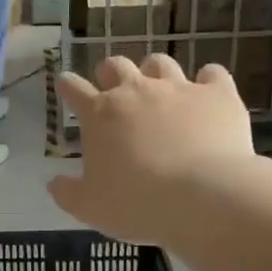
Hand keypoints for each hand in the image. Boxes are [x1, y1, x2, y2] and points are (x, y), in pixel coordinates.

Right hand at [47, 54, 257, 247]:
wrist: (204, 197)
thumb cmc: (137, 203)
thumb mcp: (90, 207)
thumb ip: (67, 193)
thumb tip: (54, 182)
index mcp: (100, 115)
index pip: (74, 89)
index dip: (67, 85)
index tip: (65, 82)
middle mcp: (136, 91)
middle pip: (116, 65)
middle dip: (110, 72)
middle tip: (112, 86)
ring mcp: (179, 88)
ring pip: (160, 63)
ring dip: (154, 72)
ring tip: (158, 86)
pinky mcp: (217, 94)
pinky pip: (212, 74)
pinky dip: (207, 80)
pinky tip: (207, 91)